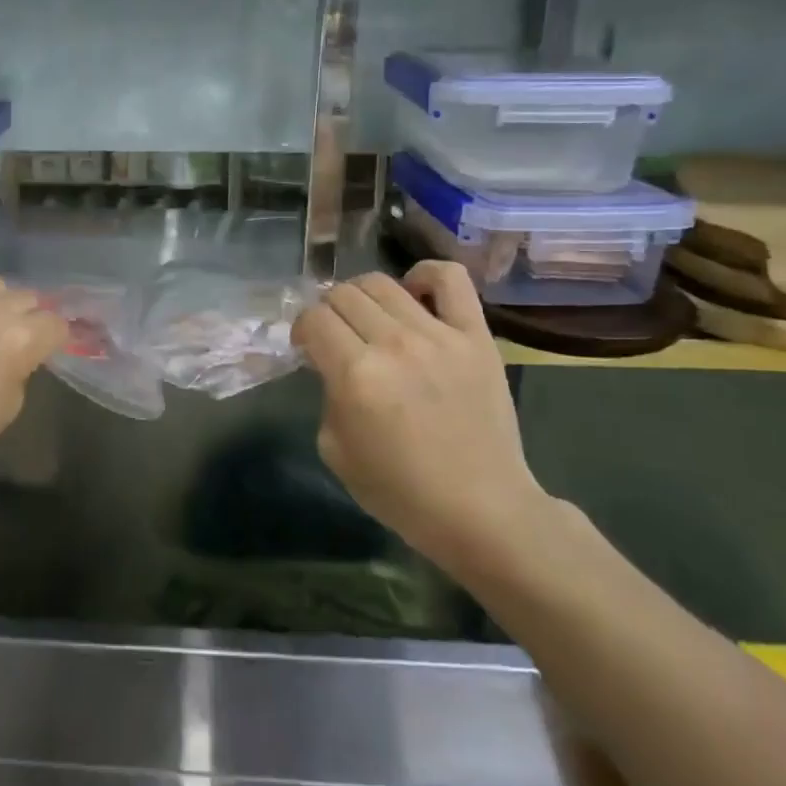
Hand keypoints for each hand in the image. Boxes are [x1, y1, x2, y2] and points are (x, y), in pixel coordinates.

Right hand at [293, 263, 549, 575]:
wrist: (482, 510)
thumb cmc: (401, 491)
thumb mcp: (335, 450)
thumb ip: (327, 395)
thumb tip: (333, 364)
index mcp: (356, 375)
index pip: (314, 319)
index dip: (303, 329)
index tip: (308, 347)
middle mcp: (394, 345)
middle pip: (342, 294)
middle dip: (328, 312)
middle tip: (337, 336)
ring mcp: (439, 336)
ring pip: (382, 283)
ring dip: (362, 296)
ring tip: (370, 319)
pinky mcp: (476, 337)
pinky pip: (449, 280)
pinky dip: (424, 274)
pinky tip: (413, 291)